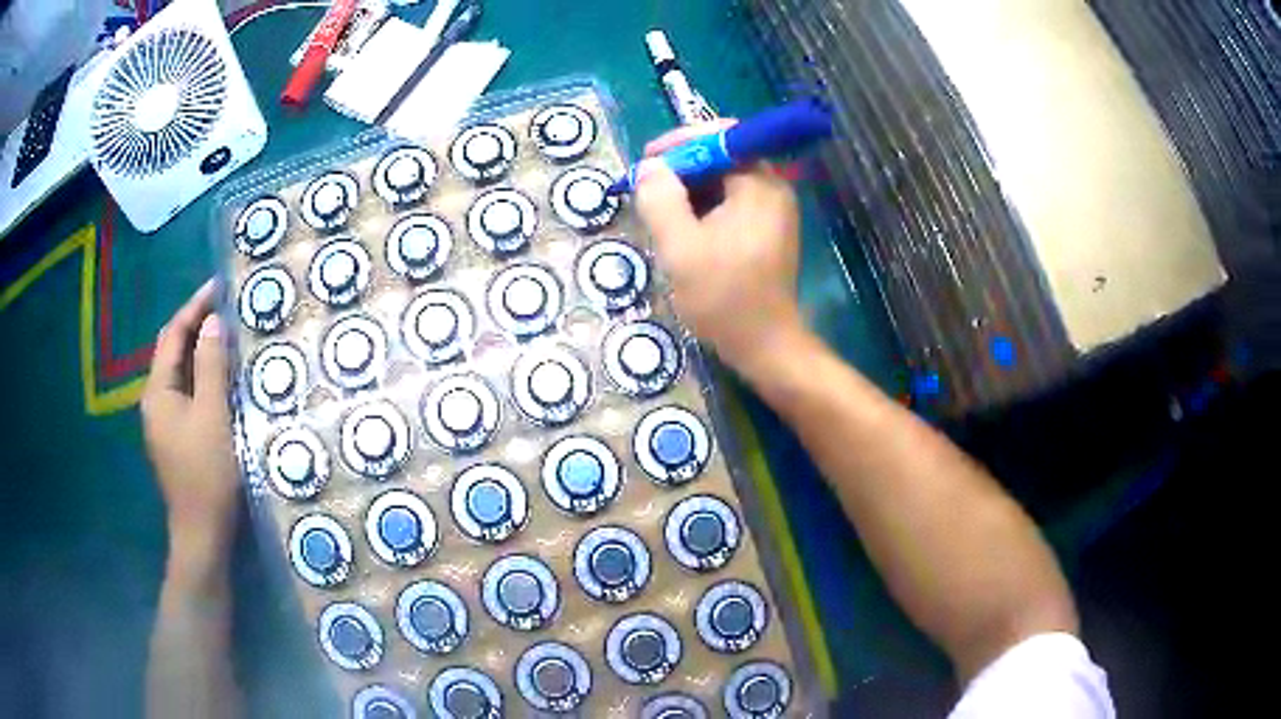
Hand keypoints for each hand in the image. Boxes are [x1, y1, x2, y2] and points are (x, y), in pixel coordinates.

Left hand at [141, 280, 238, 574]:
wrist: (202, 534)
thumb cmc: (207, 474)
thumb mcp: (213, 416)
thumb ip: (210, 367)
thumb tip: (213, 323)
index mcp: (157, 391)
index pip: (173, 335)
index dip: (194, 307)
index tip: (219, 287)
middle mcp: (153, 400)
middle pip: (171, 350)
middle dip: (194, 325)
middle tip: (224, 308)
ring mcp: (162, 421)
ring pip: (178, 372)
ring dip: (198, 350)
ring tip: (224, 335)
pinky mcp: (173, 437)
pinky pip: (184, 392)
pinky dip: (199, 375)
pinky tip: (217, 377)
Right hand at [634, 121, 805, 375]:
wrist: (764, 346)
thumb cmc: (724, 297)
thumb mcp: (680, 247)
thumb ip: (660, 199)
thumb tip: (650, 167)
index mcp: (759, 185)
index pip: (720, 137)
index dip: (680, 143)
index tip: (647, 162)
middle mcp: (772, 189)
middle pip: (722, 157)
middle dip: (681, 168)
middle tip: (647, 189)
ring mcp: (772, 210)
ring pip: (723, 182)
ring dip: (689, 191)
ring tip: (658, 212)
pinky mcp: (767, 230)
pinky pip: (730, 203)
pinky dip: (703, 209)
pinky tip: (681, 229)